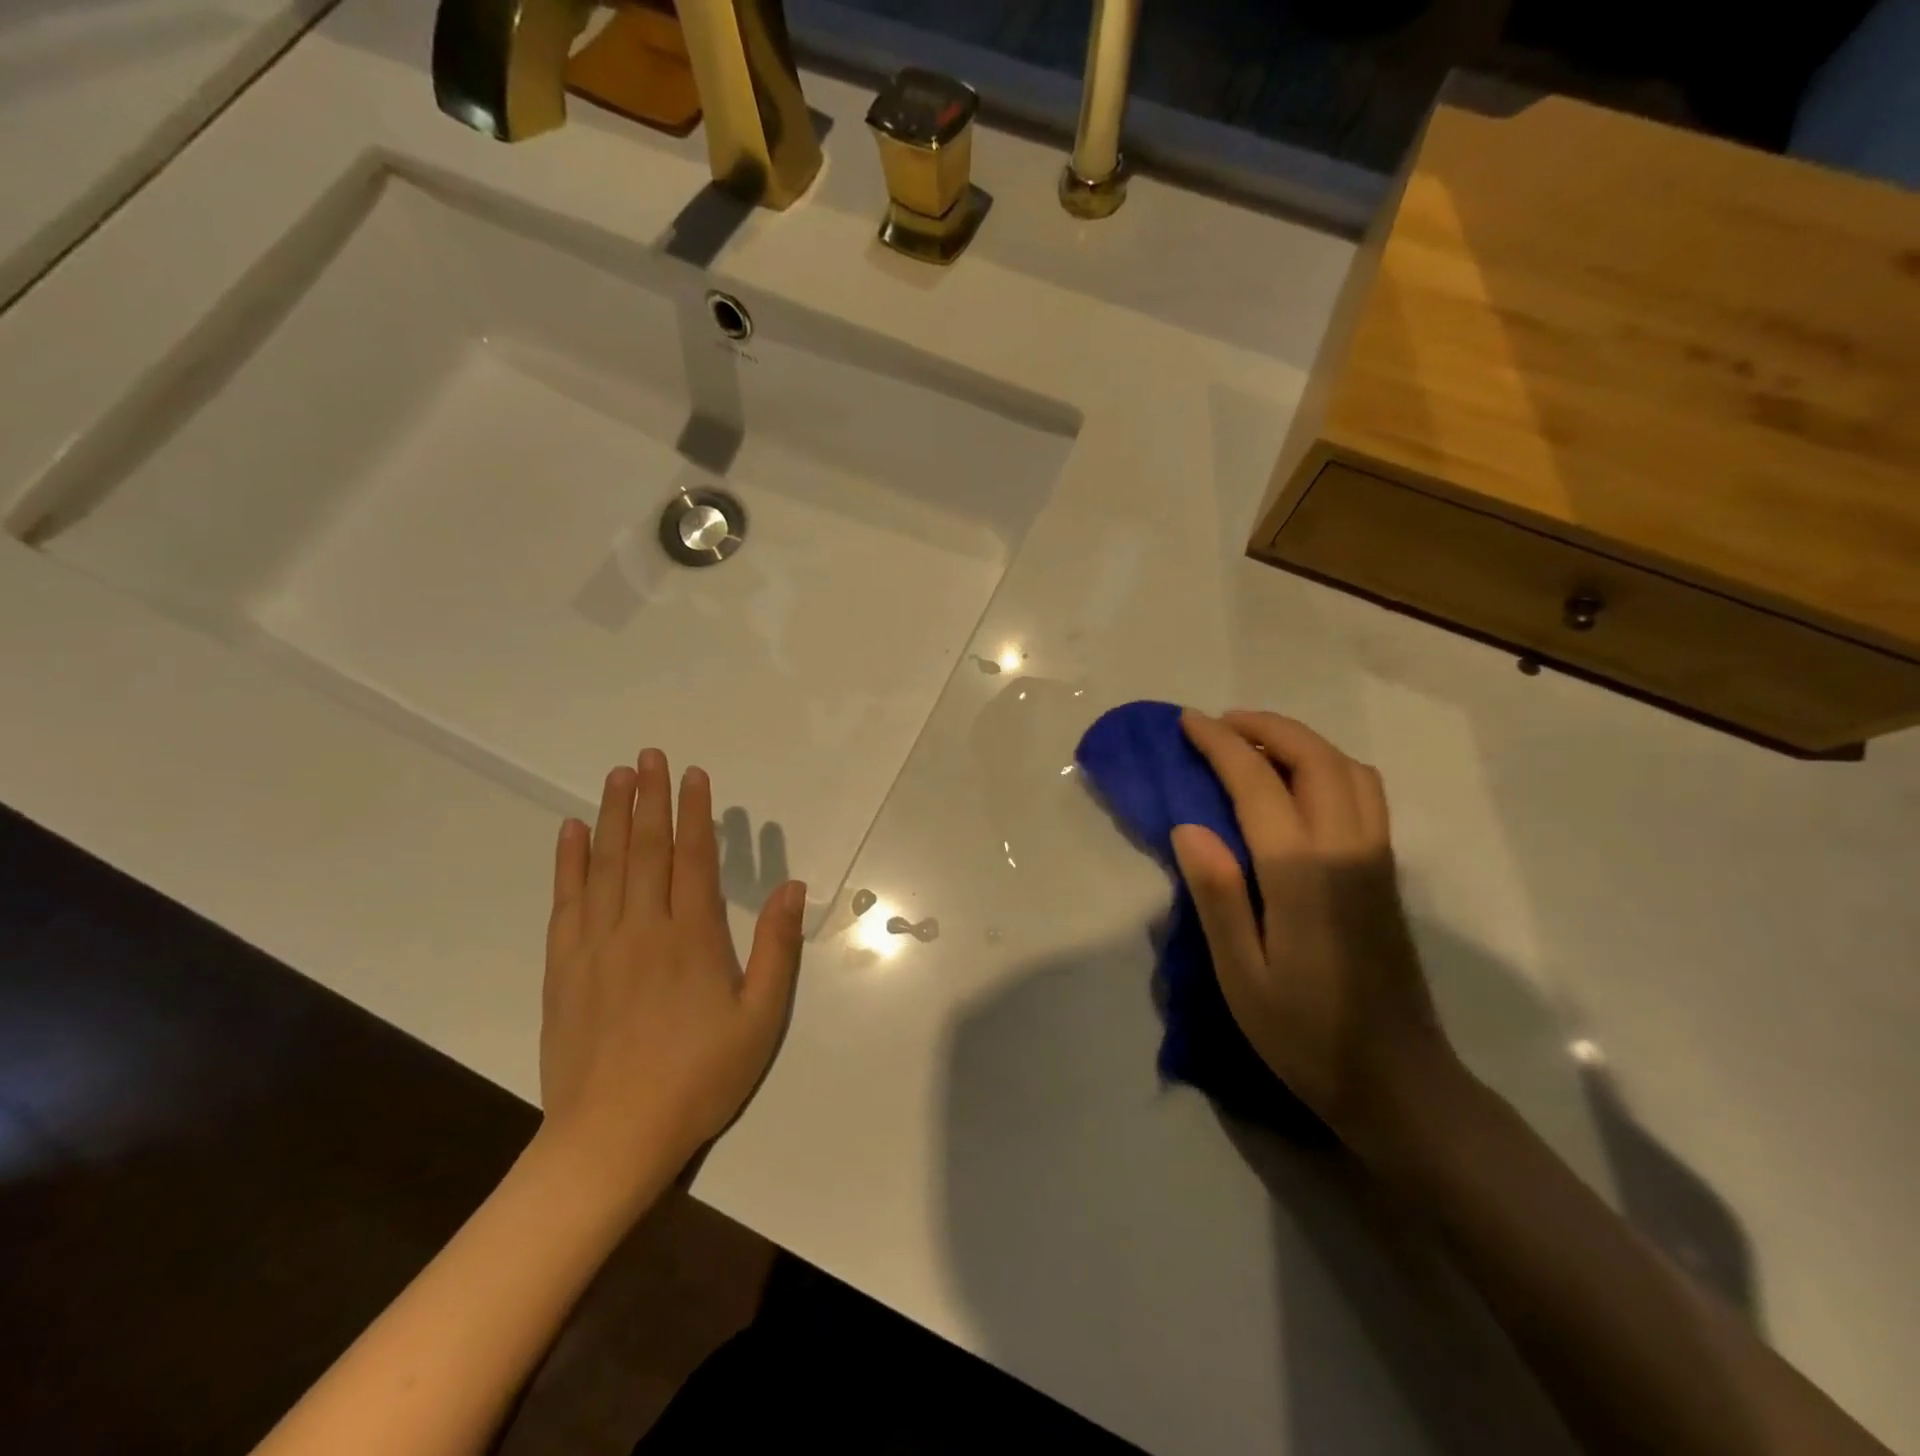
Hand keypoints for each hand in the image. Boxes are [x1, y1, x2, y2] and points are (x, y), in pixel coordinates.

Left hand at [538, 749, 804, 1199]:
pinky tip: (571, 832)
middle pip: (646, 849)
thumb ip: (777, 949)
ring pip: (606, 865)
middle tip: (648, 755)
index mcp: (692, 937)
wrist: (610, 1139)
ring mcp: (597, 945)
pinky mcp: (564, 966)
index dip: (695, 812)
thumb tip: (792, 885)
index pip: (694, 858)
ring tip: (616, 776)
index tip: (692, 774)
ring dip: (612, 816)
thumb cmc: (698, 1079)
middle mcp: (642, 928)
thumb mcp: (759, 1020)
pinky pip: (567, 901)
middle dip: (650, 798)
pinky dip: (569, 862)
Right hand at [1172, 710, 1454, 1155]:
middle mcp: (1347, 849)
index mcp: (1304, 872)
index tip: (1189, 723)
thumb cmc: (1305, 1034)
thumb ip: (1217, 896)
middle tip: (1220, 723)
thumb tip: (1188, 826)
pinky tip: (1298, 786)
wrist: (1398, 1082)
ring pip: (1347, 770)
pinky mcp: (1386, 873)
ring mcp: (1376, 858)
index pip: (1258, 783)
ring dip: (1301, 742)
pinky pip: (1363, 793)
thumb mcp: (1242, 975)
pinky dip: (1327, 766)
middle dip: (1265, 727)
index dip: (1221, 744)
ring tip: (1255, 745)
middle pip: (1314, 759)